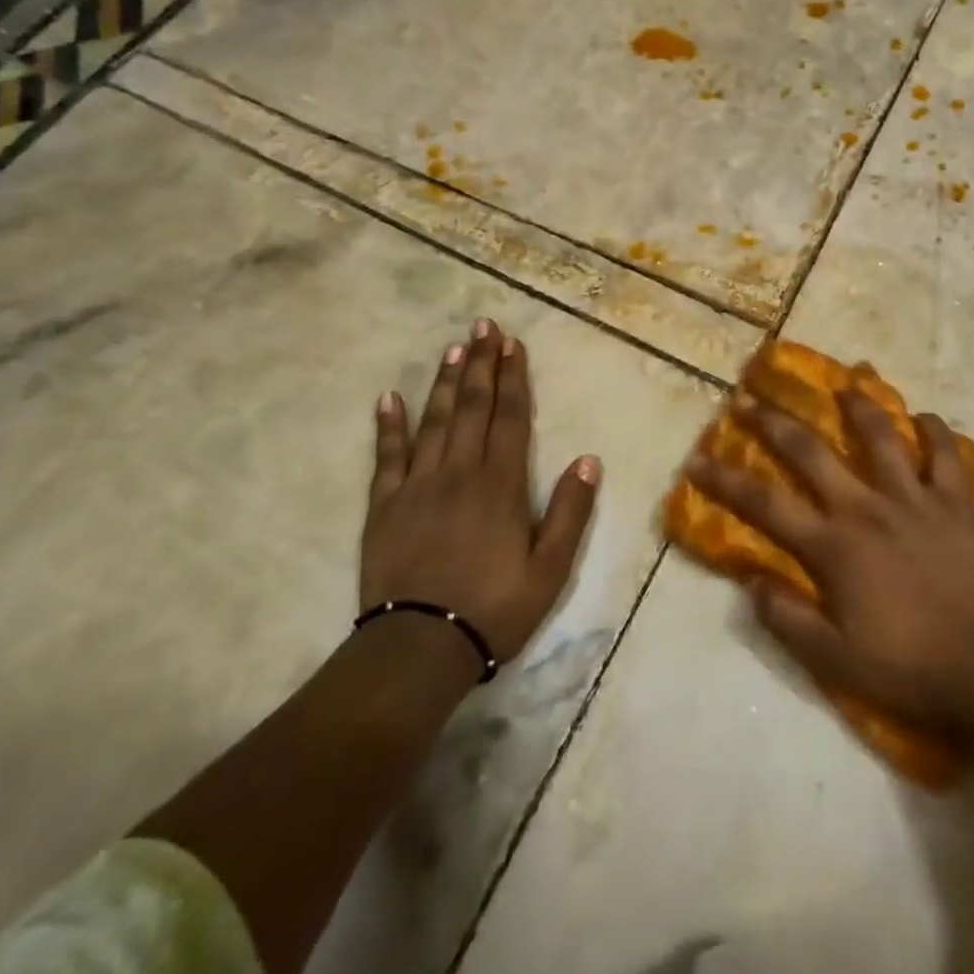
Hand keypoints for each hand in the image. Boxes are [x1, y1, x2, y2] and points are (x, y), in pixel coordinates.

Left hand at [362, 319, 600, 667]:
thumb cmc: (494, 608)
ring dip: (445, 382)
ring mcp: (417, 486)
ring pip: (434, 421)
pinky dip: (389, 426)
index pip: (510, 417)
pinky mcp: (384, 506)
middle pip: (472, 407)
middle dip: (481, 363)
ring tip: (453, 348)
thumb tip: (589, 459)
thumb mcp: (550, 569)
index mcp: (500, 484)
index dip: (513, 378)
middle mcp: (459, 472)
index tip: (513, 344)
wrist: (419, 648)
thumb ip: (570, 511)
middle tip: (484, 325)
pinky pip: (387, 457)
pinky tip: (389, 397)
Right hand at [688, 391, 973, 728]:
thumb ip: (788, 619)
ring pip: (881, 438)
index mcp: (834, 546)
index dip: (726, 480)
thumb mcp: (835, 660)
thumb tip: (752, 582)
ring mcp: (914, 501)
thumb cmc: (908, 666)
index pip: (766, 504)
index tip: (697, 459)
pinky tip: (926, 418)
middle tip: (750, 398)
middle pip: (812, 452)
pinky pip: (947, 458)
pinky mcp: (955, 506)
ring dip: (860, 407)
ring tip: (846, 384)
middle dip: (774, 423)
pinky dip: (936, 434)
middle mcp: (867, 508)